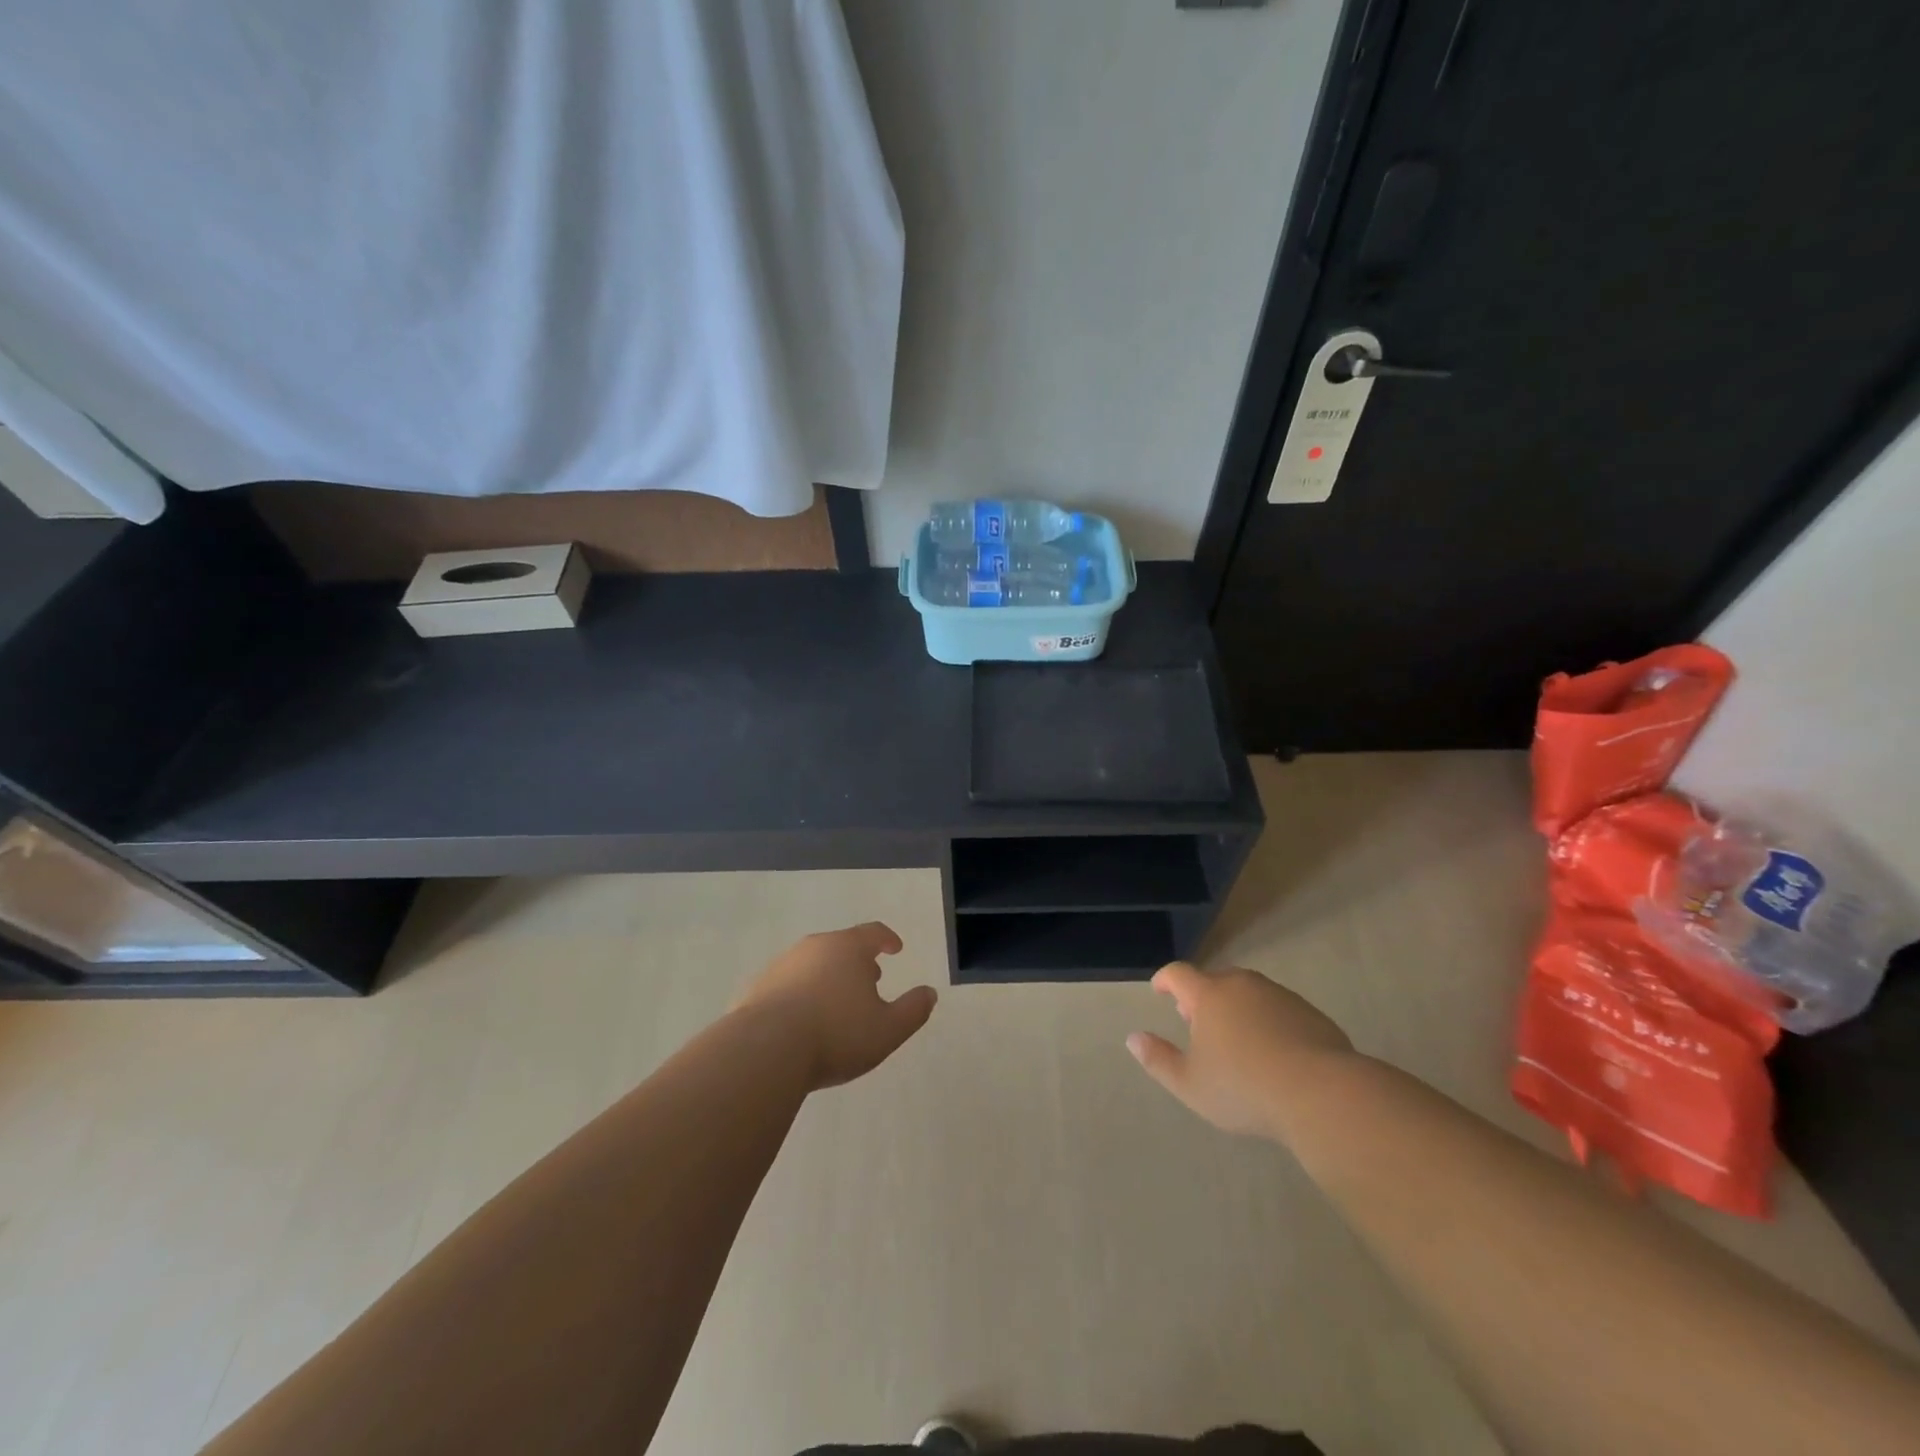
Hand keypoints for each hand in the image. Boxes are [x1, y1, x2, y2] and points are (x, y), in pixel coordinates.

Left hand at [734, 923, 936, 1090]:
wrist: (764, 1050)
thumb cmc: (836, 1034)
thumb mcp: (888, 1029)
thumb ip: (913, 1010)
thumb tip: (929, 993)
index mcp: (847, 948)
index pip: (873, 933)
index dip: (887, 939)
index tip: (895, 948)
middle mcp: (813, 947)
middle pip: (840, 946)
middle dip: (857, 961)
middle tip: (869, 979)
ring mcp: (781, 966)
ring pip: (812, 964)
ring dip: (828, 977)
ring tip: (836, 1003)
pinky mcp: (756, 989)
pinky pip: (787, 986)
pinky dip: (800, 995)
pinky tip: (803, 1021)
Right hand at [1128, 962, 1355, 1140]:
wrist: (1322, 1094)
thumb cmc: (1244, 1087)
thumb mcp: (1190, 1084)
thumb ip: (1158, 1060)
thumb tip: (1133, 1038)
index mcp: (1209, 995)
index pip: (1178, 974)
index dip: (1165, 980)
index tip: (1160, 991)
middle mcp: (1243, 985)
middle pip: (1215, 980)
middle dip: (1202, 997)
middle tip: (1197, 1023)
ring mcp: (1280, 996)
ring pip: (1249, 993)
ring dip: (1237, 1008)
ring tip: (1237, 1040)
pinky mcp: (1311, 1013)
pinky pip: (1279, 1009)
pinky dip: (1268, 1021)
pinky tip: (1274, 1053)